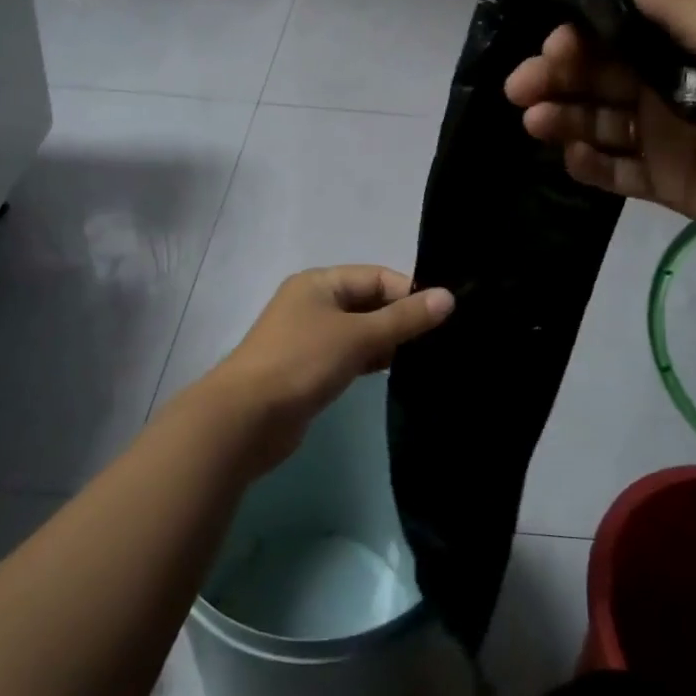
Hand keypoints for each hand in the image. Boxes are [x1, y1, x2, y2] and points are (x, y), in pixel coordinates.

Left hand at [197, 266, 453, 471]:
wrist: (246, 418)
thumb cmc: (301, 363)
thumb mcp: (358, 336)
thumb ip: (404, 318)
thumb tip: (449, 297)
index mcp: (320, 282)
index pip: (377, 277)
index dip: (410, 292)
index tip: (444, 317)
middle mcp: (314, 303)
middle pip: (369, 302)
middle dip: (402, 318)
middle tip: (442, 340)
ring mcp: (309, 337)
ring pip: (360, 331)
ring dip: (389, 341)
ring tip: (427, 358)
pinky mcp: (309, 369)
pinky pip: (349, 355)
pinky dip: (371, 360)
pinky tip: (396, 373)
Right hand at [504, 0, 695, 281]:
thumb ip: (680, 10)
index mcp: (692, 49)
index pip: (620, 37)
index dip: (582, 38)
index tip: (554, 43)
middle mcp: (671, 90)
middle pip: (599, 80)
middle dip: (557, 78)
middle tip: (523, 87)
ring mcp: (668, 141)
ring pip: (600, 125)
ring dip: (564, 120)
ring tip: (535, 121)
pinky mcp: (667, 187)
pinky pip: (617, 175)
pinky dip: (589, 166)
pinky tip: (570, 156)